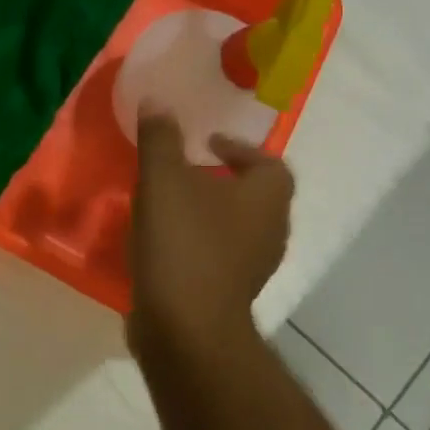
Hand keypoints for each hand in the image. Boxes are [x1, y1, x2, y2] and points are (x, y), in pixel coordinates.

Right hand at [128, 113, 294, 360]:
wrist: (184, 328)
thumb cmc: (183, 243)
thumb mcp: (163, 179)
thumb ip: (161, 138)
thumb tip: (157, 101)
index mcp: (266, 199)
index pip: (272, 164)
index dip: (242, 149)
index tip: (207, 143)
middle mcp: (271, 232)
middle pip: (255, 196)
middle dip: (222, 180)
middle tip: (185, 170)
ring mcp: (253, 268)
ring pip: (236, 227)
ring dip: (208, 212)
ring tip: (168, 203)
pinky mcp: (230, 294)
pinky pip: (219, 255)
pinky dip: (198, 242)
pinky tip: (163, 241)